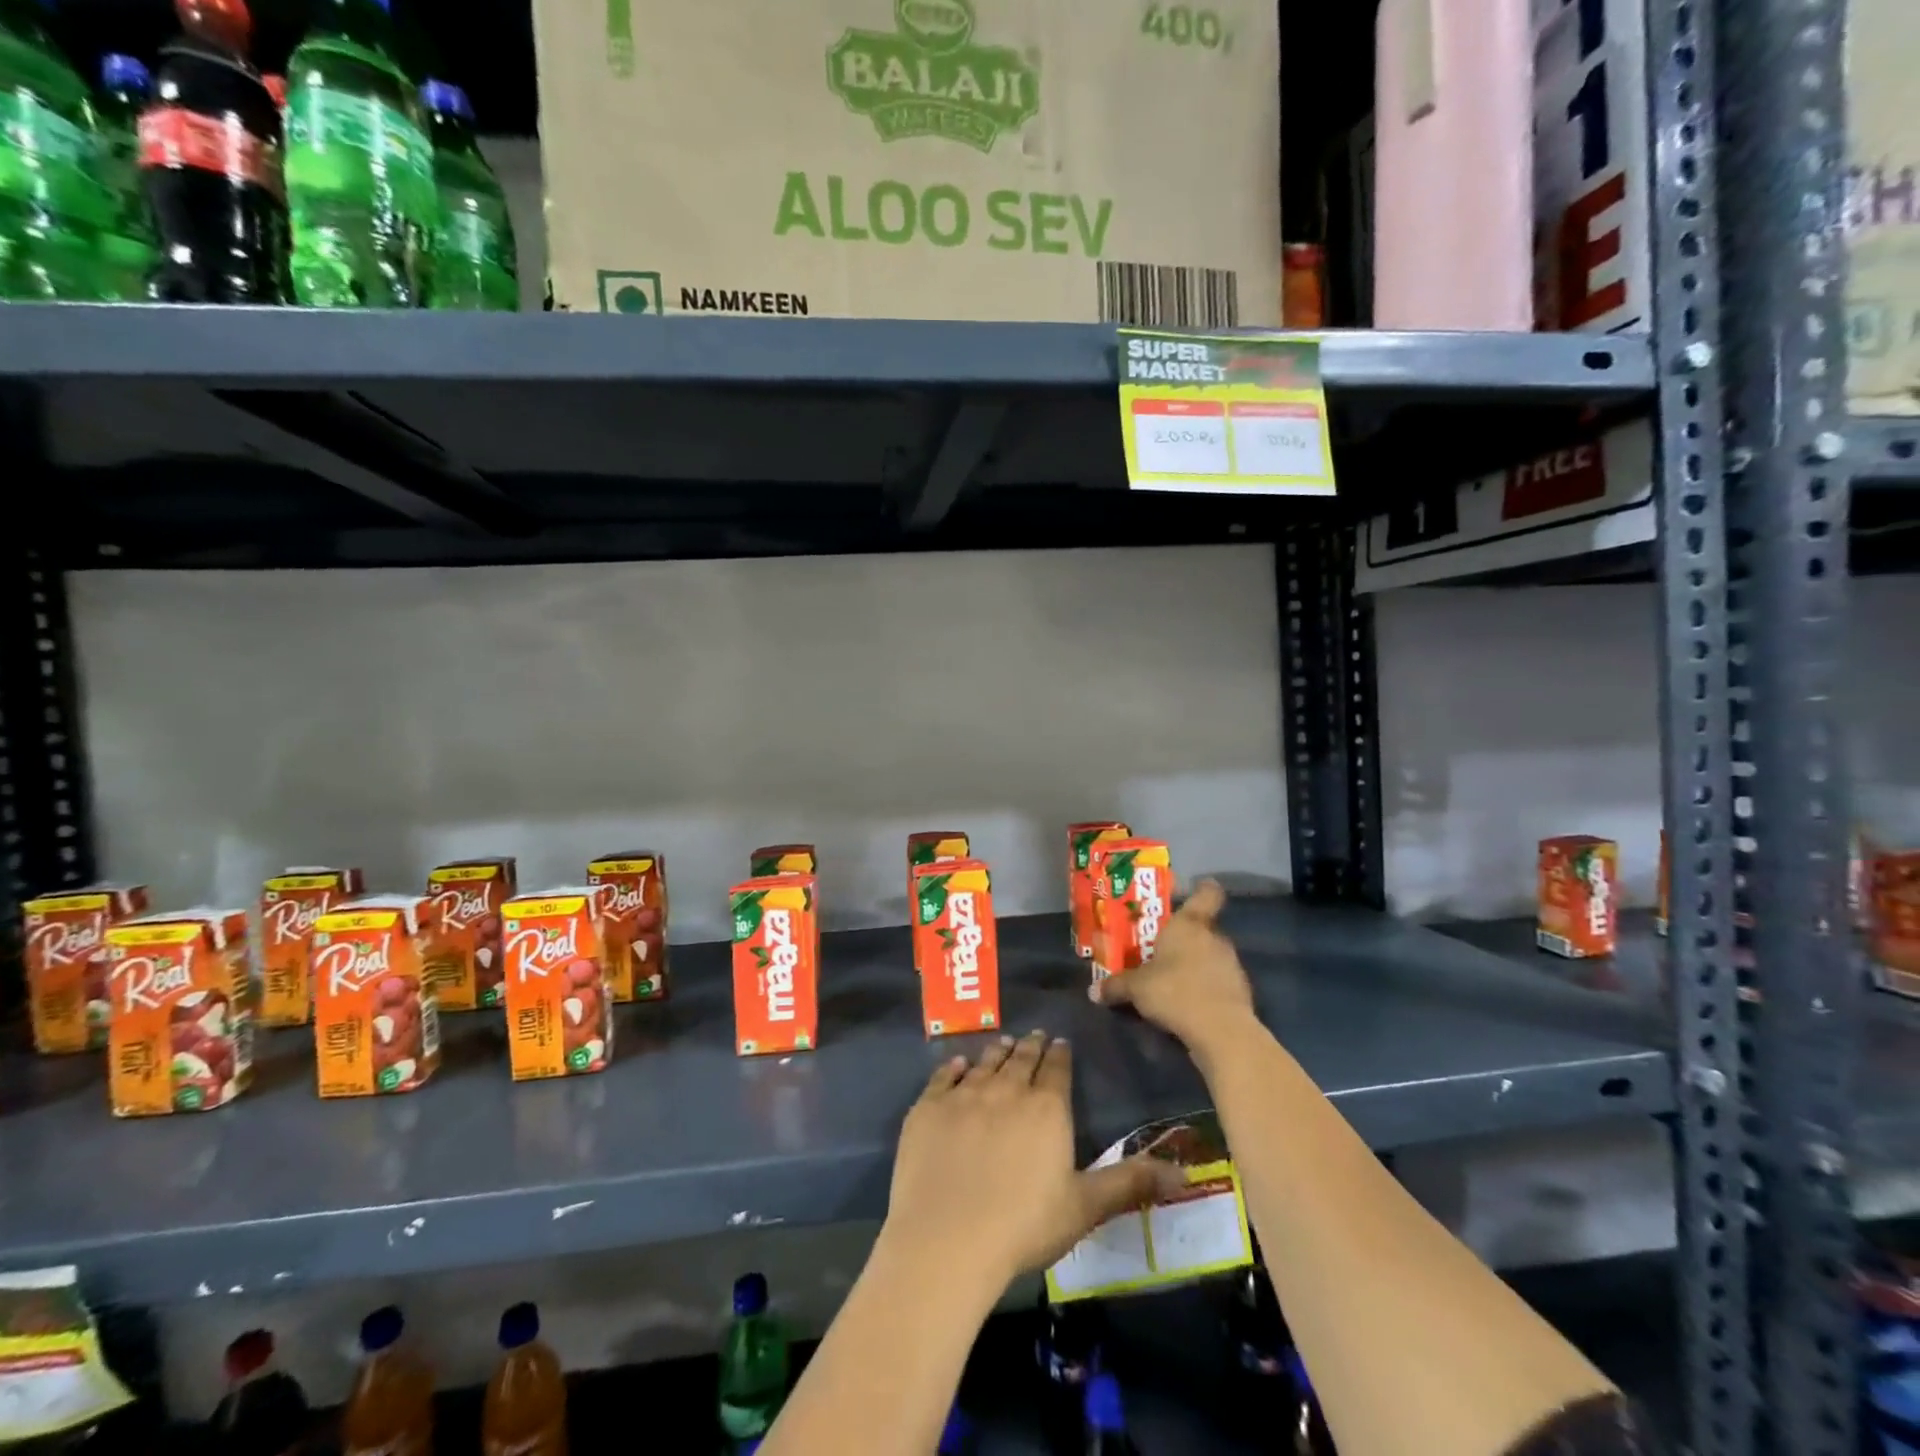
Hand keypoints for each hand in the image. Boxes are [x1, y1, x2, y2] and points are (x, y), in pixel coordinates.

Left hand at [883, 1032, 1181, 1286]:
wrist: (947, 1238)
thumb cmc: (1023, 1226)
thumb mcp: (1084, 1207)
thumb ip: (1131, 1183)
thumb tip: (1186, 1172)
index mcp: (1046, 1108)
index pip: (1057, 1070)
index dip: (1060, 1055)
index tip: (1060, 1043)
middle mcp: (1006, 1090)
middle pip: (1022, 1060)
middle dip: (1031, 1047)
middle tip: (1035, 1036)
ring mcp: (964, 1095)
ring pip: (986, 1063)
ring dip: (997, 1052)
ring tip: (1005, 1043)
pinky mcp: (928, 1107)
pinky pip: (943, 1077)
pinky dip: (953, 1068)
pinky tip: (957, 1064)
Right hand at [1090, 879, 1255, 1052]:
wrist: (1221, 1031)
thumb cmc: (1174, 991)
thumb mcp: (1136, 988)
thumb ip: (1116, 986)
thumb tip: (1093, 991)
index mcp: (1189, 924)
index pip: (1207, 893)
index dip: (1202, 889)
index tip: (1192, 890)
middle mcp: (1214, 937)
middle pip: (1203, 927)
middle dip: (1185, 937)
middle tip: (1161, 948)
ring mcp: (1232, 963)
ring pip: (1211, 954)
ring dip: (1196, 963)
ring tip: (1173, 979)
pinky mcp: (1241, 991)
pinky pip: (1219, 980)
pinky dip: (1206, 986)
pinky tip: (1189, 1002)